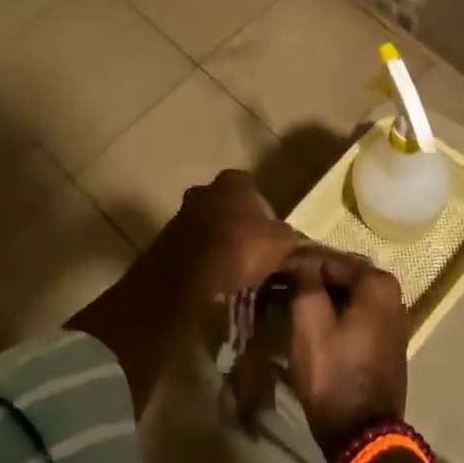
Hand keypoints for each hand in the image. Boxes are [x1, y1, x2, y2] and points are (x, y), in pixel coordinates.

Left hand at [126, 169, 297, 325]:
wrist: (190, 277)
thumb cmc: (242, 247)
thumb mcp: (281, 243)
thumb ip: (290, 238)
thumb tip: (299, 244)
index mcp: (233, 182)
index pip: (251, 188)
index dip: (262, 211)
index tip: (268, 235)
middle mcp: (203, 190)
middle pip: (225, 206)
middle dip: (235, 225)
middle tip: (250, 253)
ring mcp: (180, 215)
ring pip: (205, 227)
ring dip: (216, 243)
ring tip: (231, 271)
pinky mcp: (164, 242)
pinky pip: (190, 249)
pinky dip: (199, 261)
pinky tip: (211, 280)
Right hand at [284, 248, 408, 461]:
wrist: (362, 434)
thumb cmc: (333, 373)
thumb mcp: (310, 323)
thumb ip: (305, 280)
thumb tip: (300, 259)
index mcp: (378, 284)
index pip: (329, 259)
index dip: (299, 262)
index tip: (274, 267)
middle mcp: (394, 296)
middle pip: (342, 276)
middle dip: (312, 277)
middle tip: (280, 283)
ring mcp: (394, 320)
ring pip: (349, 296)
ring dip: (322, 295)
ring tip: (291, 299)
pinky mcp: (387, 342)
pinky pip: (357, 314)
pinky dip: (335, 312)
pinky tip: (312, 320)